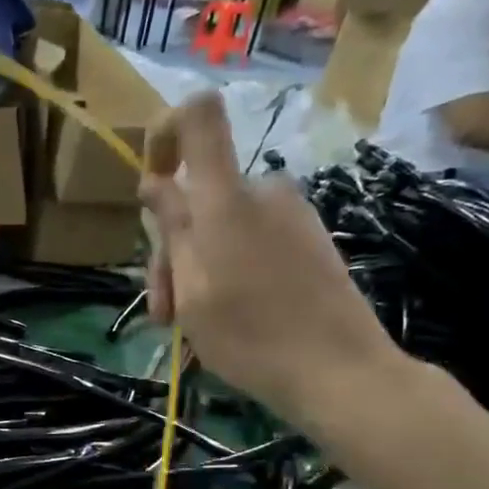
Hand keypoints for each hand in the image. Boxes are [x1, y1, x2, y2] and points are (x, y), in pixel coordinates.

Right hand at [140, 92, 405, 427]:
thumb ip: (172, 228)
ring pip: (221, 224)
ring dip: (195, 268)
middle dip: (171, 247)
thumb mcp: (191, 289)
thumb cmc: (250, 335)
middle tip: (163, 311)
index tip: (150, 182)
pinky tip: (225, 317)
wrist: (338, 371)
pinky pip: (249, 240)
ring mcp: (290, 214)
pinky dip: (226, 271)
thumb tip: (155, 181)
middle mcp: (262, 190)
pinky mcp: (308, 239)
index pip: (198, 117)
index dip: (164, 133)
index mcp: (226, 197)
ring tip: (188, 324)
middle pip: (198, 193)